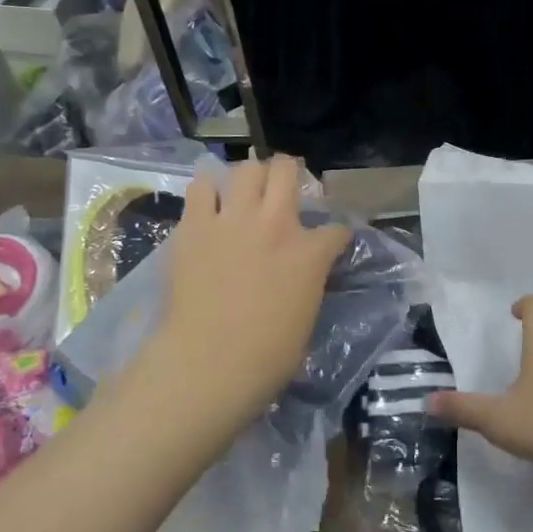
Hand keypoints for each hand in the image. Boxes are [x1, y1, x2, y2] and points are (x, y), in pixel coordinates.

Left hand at [147, 154, 349, 446]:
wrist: (208, 362)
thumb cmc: (267, 356)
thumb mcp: (307, 315)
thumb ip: (309, 282)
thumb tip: (303, 274)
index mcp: (310, 253)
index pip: (337, 229)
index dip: (337, 235)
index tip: (333, 241)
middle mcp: (276, 224)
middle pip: (287, 170)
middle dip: (291, 173)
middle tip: (285, 188)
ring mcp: (233, 220)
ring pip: (246, 169)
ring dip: (251, 176)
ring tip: (247, 190)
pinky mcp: (194, 225)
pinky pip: (201, 187)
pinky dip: (208, 188)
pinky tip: (210, 198)